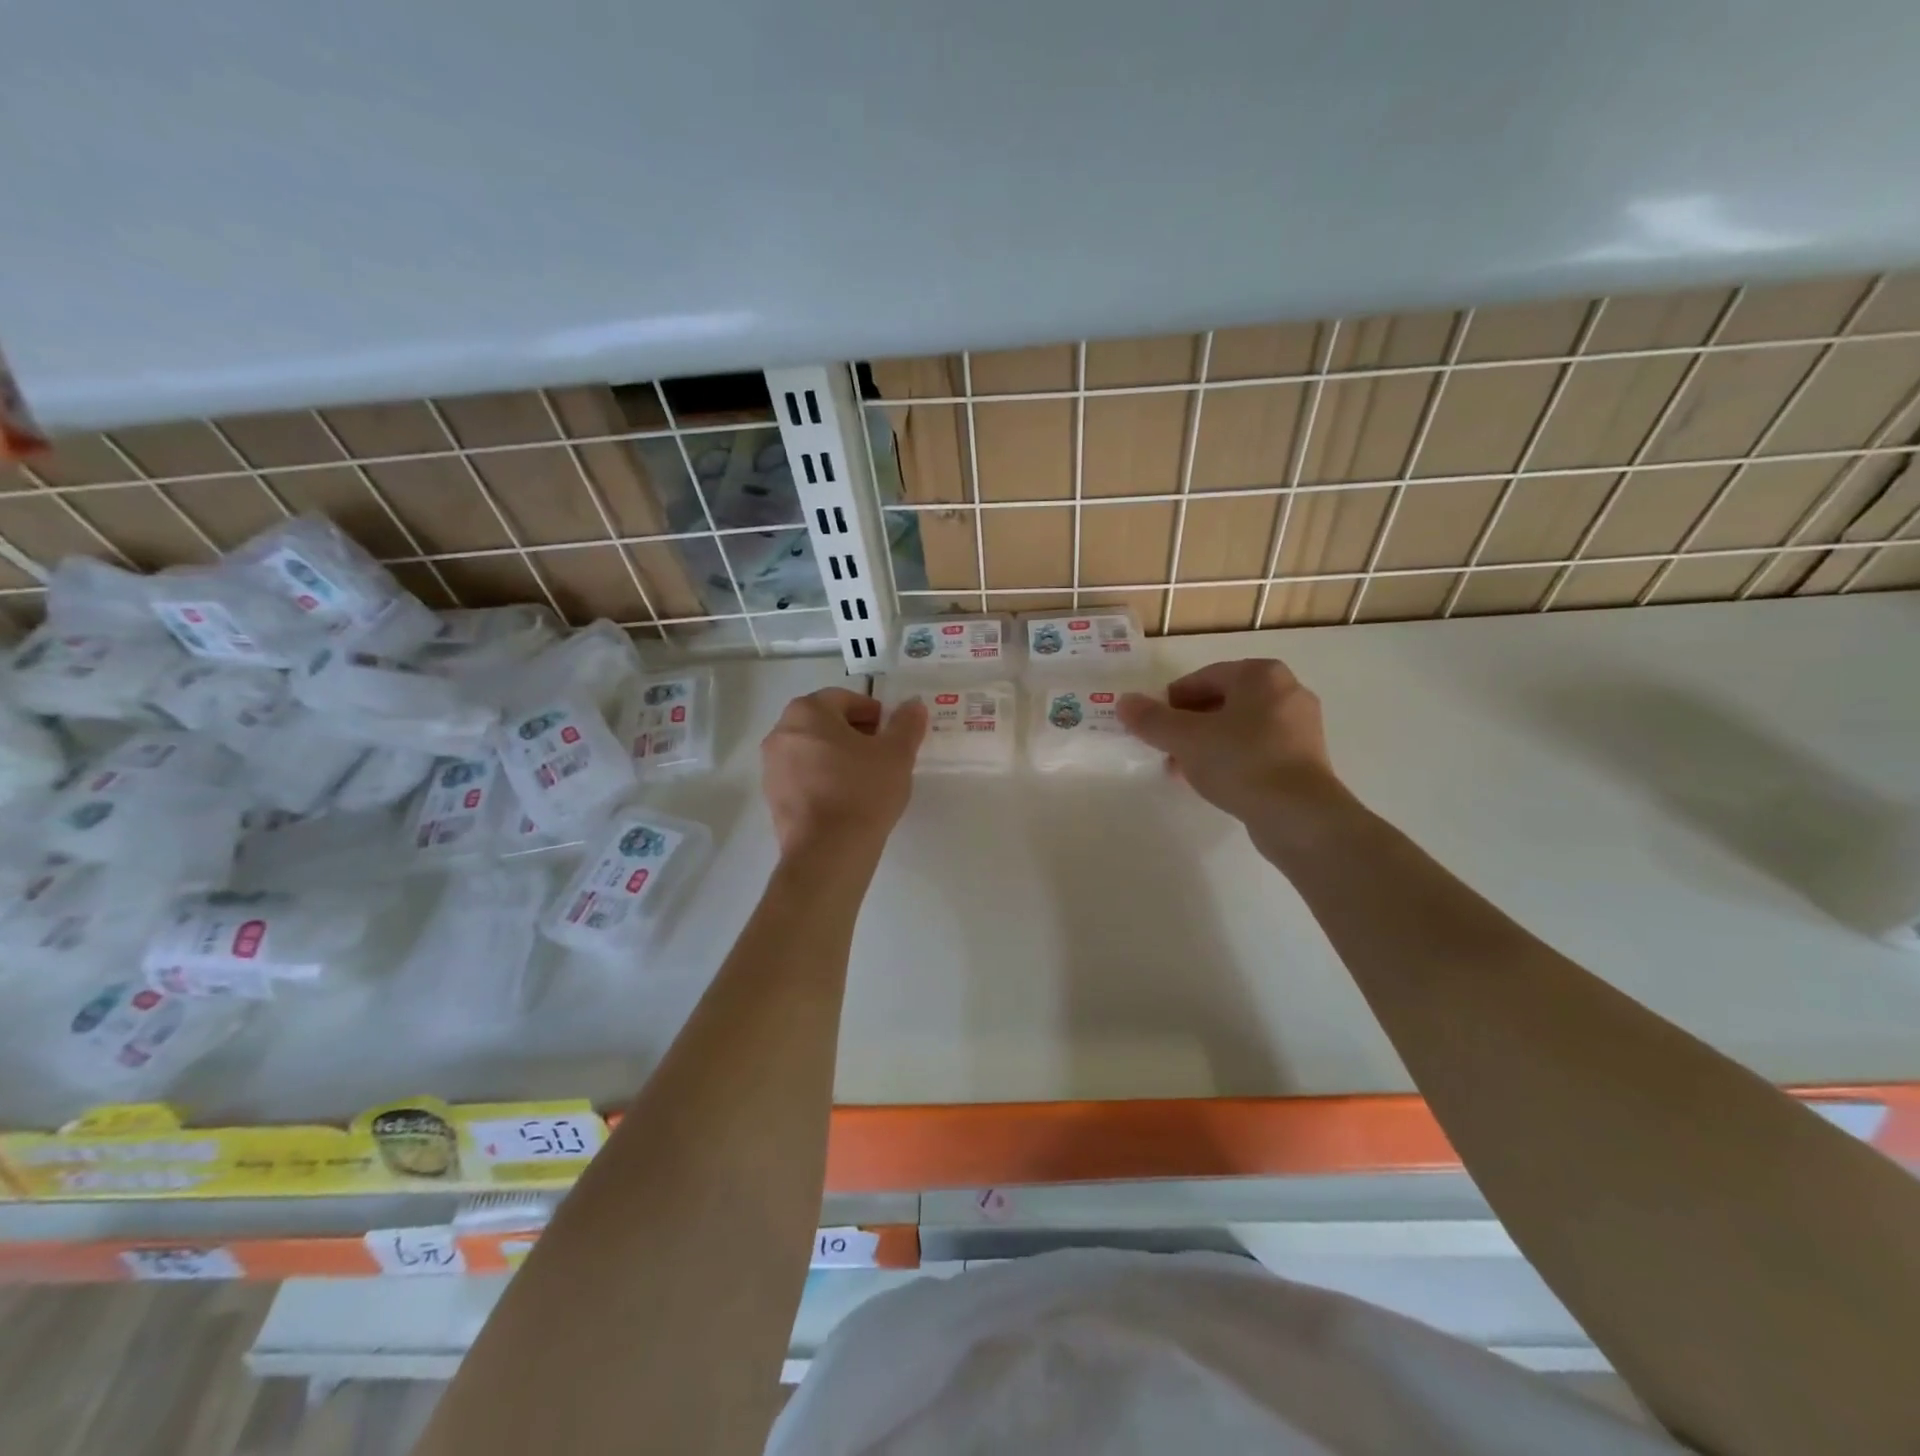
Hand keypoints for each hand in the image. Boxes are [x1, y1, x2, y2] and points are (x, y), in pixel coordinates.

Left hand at [761, 689, 926, 856]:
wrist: (828, 852)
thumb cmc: (863, 791)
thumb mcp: (896, 753)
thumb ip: (906, 723)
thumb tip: (913, 704)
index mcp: (808, 712)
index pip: (845, 699)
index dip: (873, 712)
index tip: (892, 733)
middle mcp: (781, 732)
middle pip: (825, 722)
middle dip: (854, 733)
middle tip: (882, 753)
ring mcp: (772, 767)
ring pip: (812, 750)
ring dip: (838, 756)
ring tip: (866, 778)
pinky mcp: (772, 797)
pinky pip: (803, 776)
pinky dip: (823, 779)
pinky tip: (846, 799)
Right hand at [1118, 659, 1340, 823]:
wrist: (1298, 815)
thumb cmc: (1240, 761)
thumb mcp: (1185, 738)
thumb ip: (1152, 719)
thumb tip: (1124, 702)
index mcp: (1261, 675)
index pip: (1204, 677)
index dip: (1172, 700)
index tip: (1152, 724)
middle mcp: (1286, 692)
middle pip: (1222, 702)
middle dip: (1188, 724)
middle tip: (1164, 747)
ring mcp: (1300, 727)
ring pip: (1239, 728)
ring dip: (1206, 744)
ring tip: (1181, 769)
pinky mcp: (1304, 759)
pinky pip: (1257, 750)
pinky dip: (1231, 759)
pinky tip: (1212, 782)